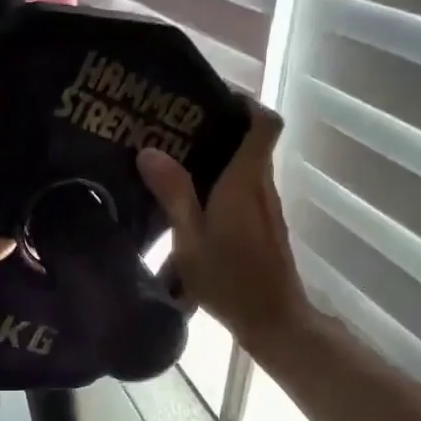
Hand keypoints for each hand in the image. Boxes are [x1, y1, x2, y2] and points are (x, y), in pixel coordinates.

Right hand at [137, 102, 309, 350]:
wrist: (271, 320)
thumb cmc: (229, 279)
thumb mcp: (190, 239)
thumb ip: (173, 194)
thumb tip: (149, 151)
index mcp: (245, 181)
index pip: (264, 123)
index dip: (245, 103)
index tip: (210, 101)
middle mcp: (261, 187)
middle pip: (250, 144)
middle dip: (216, 134)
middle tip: (174, 133)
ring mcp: (266, 209)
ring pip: (244, 173)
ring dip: (215, 166)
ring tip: (173, 169)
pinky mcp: (263, 229)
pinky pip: (242, 195)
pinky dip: (219, 192)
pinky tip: (189, 210)